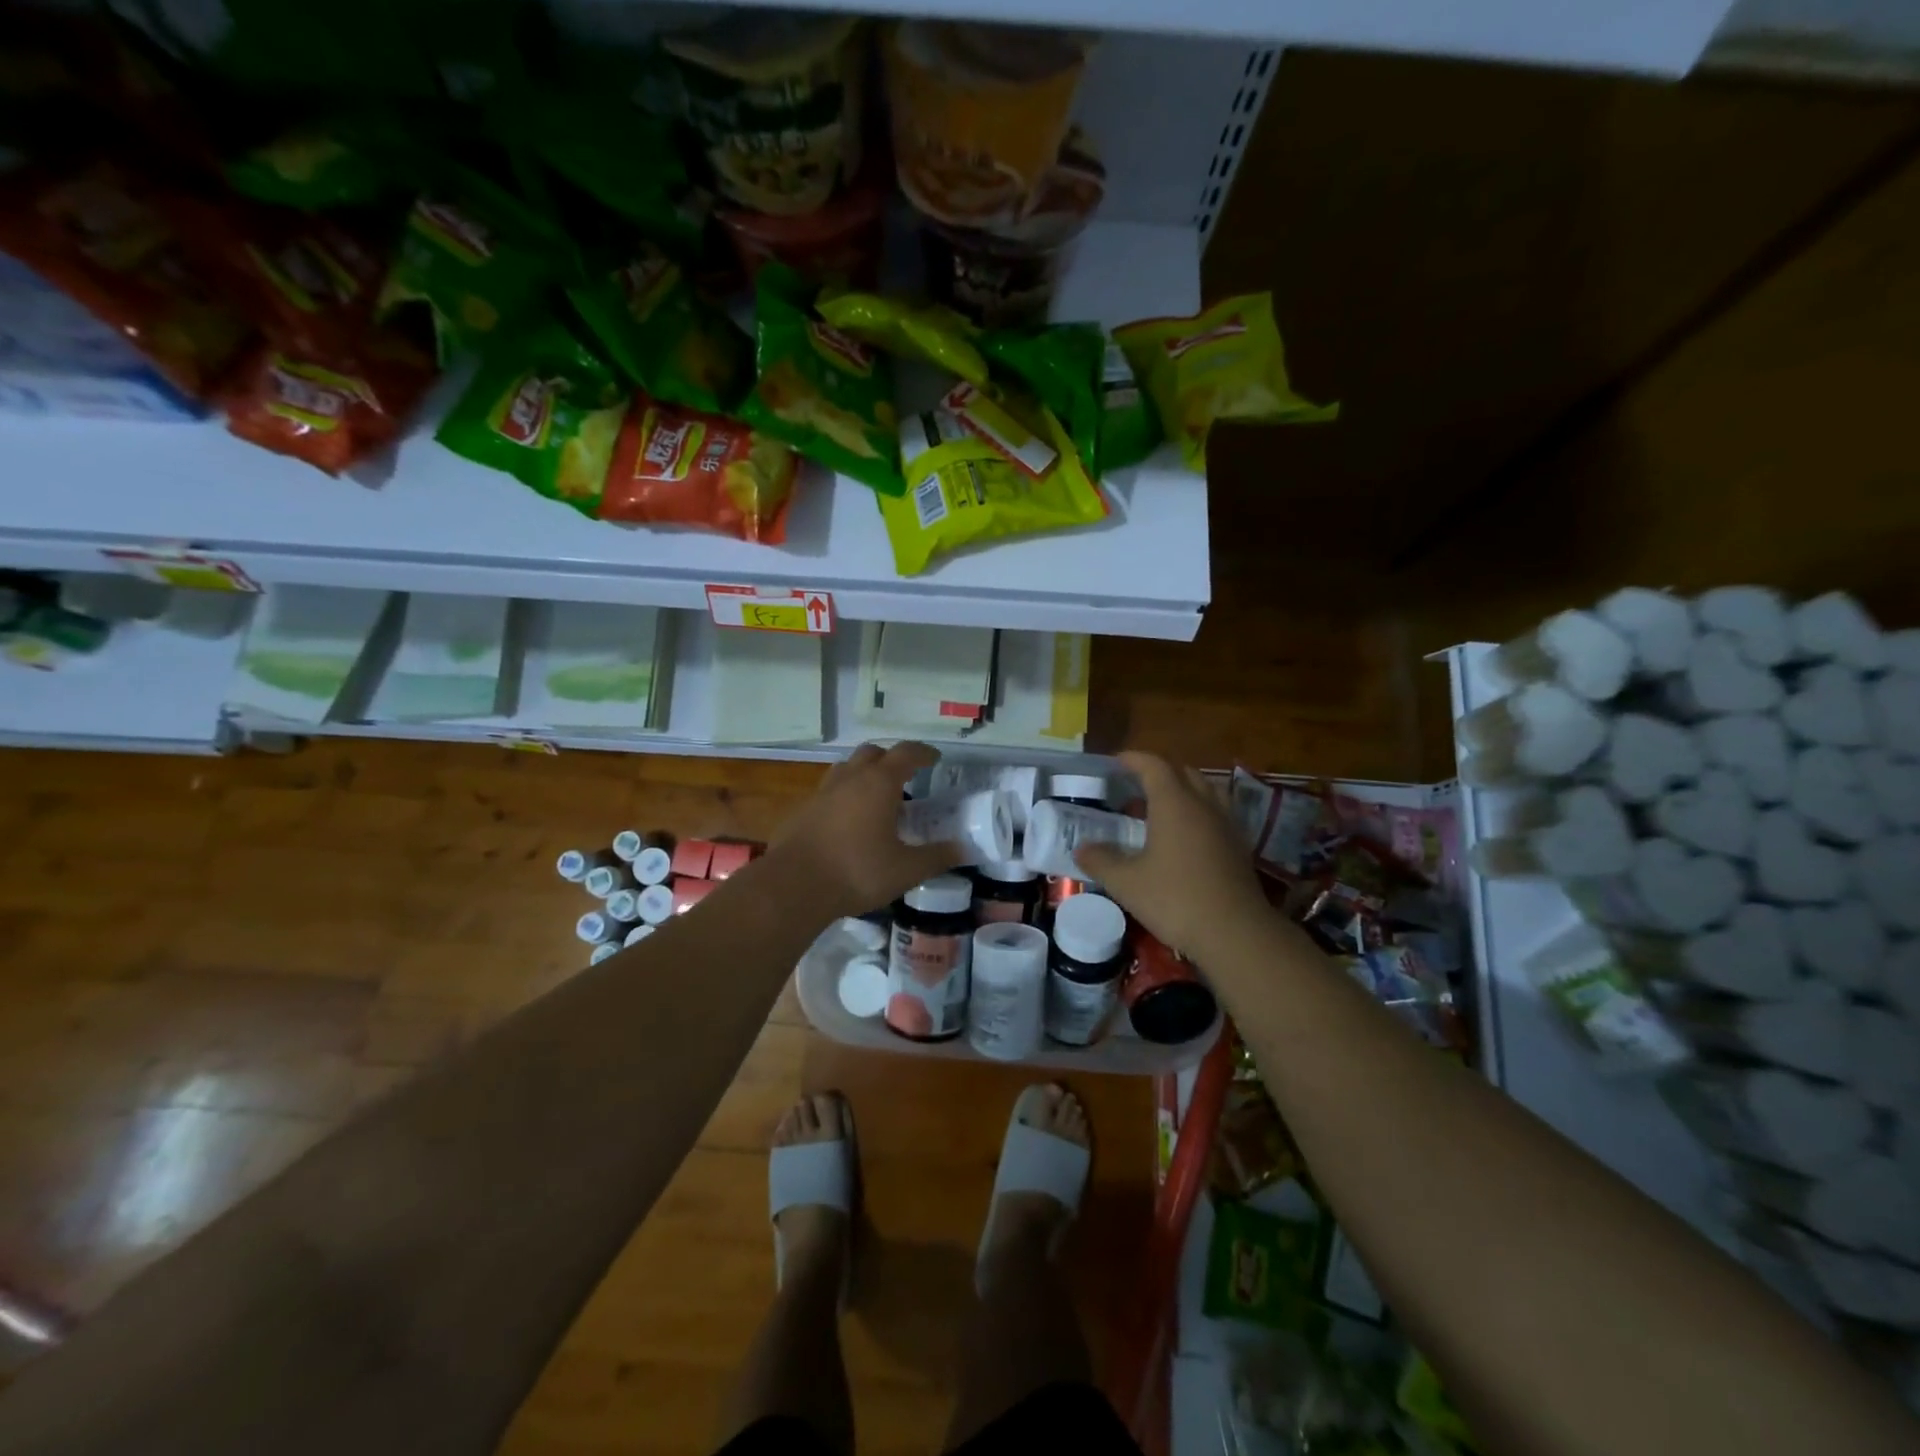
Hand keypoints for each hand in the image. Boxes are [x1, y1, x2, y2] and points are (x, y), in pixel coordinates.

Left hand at [772, 741, 962, 918]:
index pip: (906, 753)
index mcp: (879, 783)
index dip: (923, 753)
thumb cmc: (857, 872)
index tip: (935, 759)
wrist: (794, 887)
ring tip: (876, 798)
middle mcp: (850, 778)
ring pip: (846, 769)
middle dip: (890, 759)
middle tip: (905, 778)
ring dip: (863, 774)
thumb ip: (937, 857)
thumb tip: (965, 849)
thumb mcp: (907, 870)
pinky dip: (843, 798)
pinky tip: (847, 823)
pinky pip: (828, 793)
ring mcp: (822, 793)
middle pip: (872, 753)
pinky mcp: (802, 811)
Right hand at [1077, 751, 1272, 959]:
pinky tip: (1183, 839)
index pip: (1154, 766)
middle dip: (1159, 773)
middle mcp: (1204, 805)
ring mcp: (1226, 825)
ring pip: (1205, 792)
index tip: (1116, 761)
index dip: (1134, 759)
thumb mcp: (1126, 882)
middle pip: (1183, 773)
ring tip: (1160, 810)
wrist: (1235, 933)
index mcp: (1175, 803)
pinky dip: (1197, 814)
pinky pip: (1216, 815)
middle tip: (1135, 788)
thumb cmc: (1175, 899)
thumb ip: (1100, 861)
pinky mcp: (1239, 848)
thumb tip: (1082, 849)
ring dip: (1182, 792)